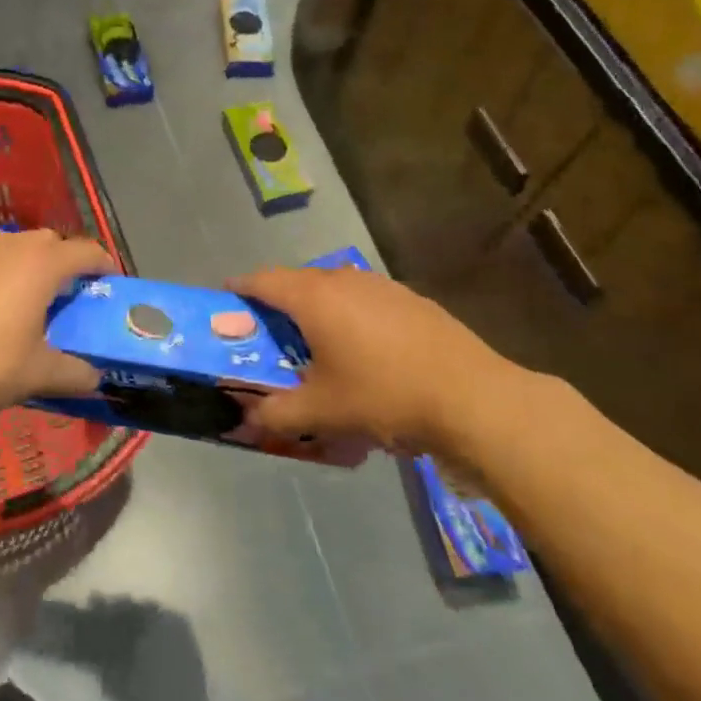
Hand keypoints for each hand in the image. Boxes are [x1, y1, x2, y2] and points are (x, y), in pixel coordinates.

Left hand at [0, 229, 113, 419]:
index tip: (111, 281)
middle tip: (70, 294)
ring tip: (31, 298)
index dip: (104, 263)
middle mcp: (10, 248)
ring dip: (31, 264)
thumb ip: (75, 373)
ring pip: (15, 247)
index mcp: (40, 265)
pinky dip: (0, 273)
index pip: (85, 251)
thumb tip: (95, 377)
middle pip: (50, 242)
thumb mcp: (39, 374)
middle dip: (66, 261)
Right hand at [231, 265, 519, 454]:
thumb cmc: (384, 396)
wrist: (473, 399)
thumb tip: (246, 420)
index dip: (239, 290)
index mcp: (313, 297)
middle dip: (276, 304)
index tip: (226, 304)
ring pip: (332, 289)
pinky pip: (364, 300)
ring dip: (315, 309)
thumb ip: (276, 414)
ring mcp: (381, 286)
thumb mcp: (322, 413)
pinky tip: (364, 352)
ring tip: (315, 345)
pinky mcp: (410, 300)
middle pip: (296, 282)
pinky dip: (349, 317)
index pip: (261, 280)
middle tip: (267, 335)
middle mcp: (343, 280)